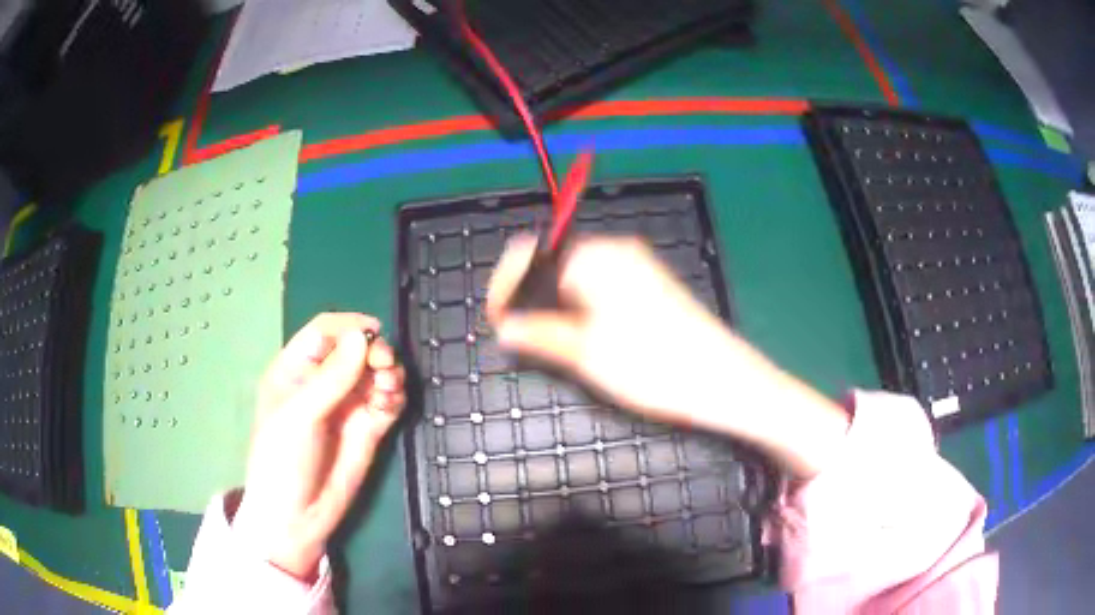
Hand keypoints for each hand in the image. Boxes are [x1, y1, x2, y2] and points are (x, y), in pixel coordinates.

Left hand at [233, 313, 405, 579]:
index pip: (324, 331)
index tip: (374, 333)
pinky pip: (388, 400)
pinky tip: (392, 401)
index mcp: (295, 369)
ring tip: (389, 387)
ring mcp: (347, 405)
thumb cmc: (283, 460)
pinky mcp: (369, 427)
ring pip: (376, 372)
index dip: (349, 326)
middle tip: (385, 365)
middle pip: (356, 348)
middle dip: (374, 350)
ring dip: (389, 372)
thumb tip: (364, 337)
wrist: (298, 517)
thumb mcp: (299, 416)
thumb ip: (331, 378)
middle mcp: (324, 382)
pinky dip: (395, 394)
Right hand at [487, 236, 848, 477]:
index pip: (528, 252)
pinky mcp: (648, 285)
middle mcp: (614, 252)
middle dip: (527, 296)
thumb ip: (538, 333)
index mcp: (595, 257)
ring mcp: (634, 267)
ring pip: (572, 276)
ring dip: (551, 304)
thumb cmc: (654, 366)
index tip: (496, 321)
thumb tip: (504, 326)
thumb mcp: (585, 354)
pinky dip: (576, 306)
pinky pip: (596, 286)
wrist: (723, 381)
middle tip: (516, 337)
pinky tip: (578, 336)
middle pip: (550, 262)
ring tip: (544, 343)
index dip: (504, 285)